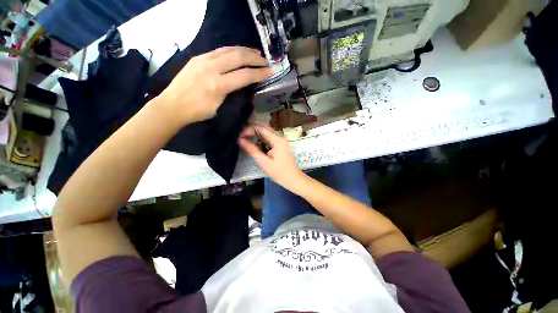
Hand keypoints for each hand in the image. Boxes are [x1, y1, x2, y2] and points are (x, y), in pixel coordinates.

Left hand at [156, 47, 271, 124]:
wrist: (172, 106)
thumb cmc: (197, 112)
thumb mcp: (219, 107)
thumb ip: (231, 93)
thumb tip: (241, 85)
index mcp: (218, 85)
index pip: (244, 75)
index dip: (259, 73)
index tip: (270, 71)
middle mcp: (211, 68)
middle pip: (238, 57)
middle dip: (255, 58)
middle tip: (265, 60)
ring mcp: (203, 60)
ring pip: (229, 49)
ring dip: (245, 50)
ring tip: (256, 53)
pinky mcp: (198, 57)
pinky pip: (219, 50)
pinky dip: (232, 50)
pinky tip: (238, 52)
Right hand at [239, 125, 306, 192]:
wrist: (293, 179)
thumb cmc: (279, 172)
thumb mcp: (264, 162)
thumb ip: (252, 150)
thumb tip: (240, 140)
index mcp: (277, 140)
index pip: (261, 128)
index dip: (249, 130)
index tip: (239, 136)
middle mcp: (280, 137)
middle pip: (264, 128)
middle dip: (252, 131)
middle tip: (241, 136)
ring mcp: (281, 141)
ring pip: (266, 133)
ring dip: (256, 135)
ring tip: (245, 139)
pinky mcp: (280, 145)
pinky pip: (269, 139)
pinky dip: (261, 140)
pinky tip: (255, 145)